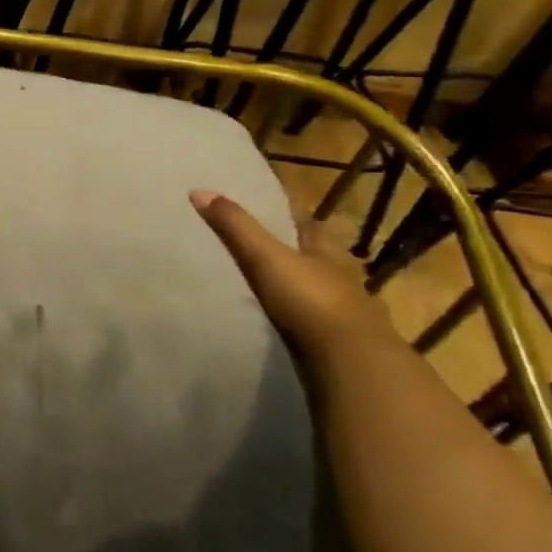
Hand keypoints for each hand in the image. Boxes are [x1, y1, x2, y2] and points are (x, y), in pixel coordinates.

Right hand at [190, 190, 401, 368]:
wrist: (351, 361)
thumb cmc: (311, 299)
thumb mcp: (265, 258)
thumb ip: (235, 227)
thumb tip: (199, 190)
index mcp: (328, 250)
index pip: (310, 225)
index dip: (292, 216)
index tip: (271, 210)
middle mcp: (343, 275)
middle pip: (320, 256)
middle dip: (300, 251)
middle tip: (269, 248)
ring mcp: (347, 311)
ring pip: (324, 289)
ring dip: (305, 286)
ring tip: (275, 286)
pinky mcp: (343, 342)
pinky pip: (321, 322)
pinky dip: (306, 319)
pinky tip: (289, 322)